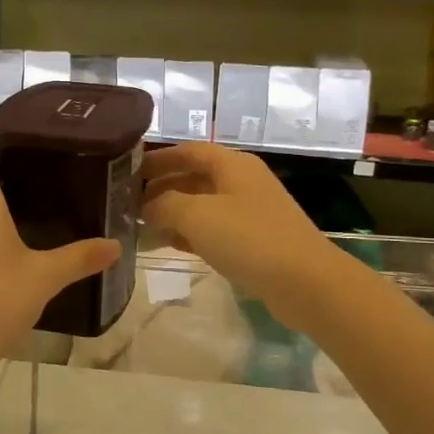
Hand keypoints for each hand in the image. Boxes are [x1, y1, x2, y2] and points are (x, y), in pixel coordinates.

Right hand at [140, 143, 350, 332]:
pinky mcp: (254, 241)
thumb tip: (146, 207)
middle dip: (161, 187)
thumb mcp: (197, 215)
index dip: (158, 158)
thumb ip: (164, 205)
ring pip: (202, 205)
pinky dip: (190, 233)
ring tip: (140, 225)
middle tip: (128, 202)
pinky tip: (169, 245)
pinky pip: (214, 229)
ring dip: (172, 212)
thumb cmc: (249, 238)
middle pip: (194, 177)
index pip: (188, 151)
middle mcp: (242, 182)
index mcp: (232, 164)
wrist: (306, 282)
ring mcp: (250, 212)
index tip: (127, 170)